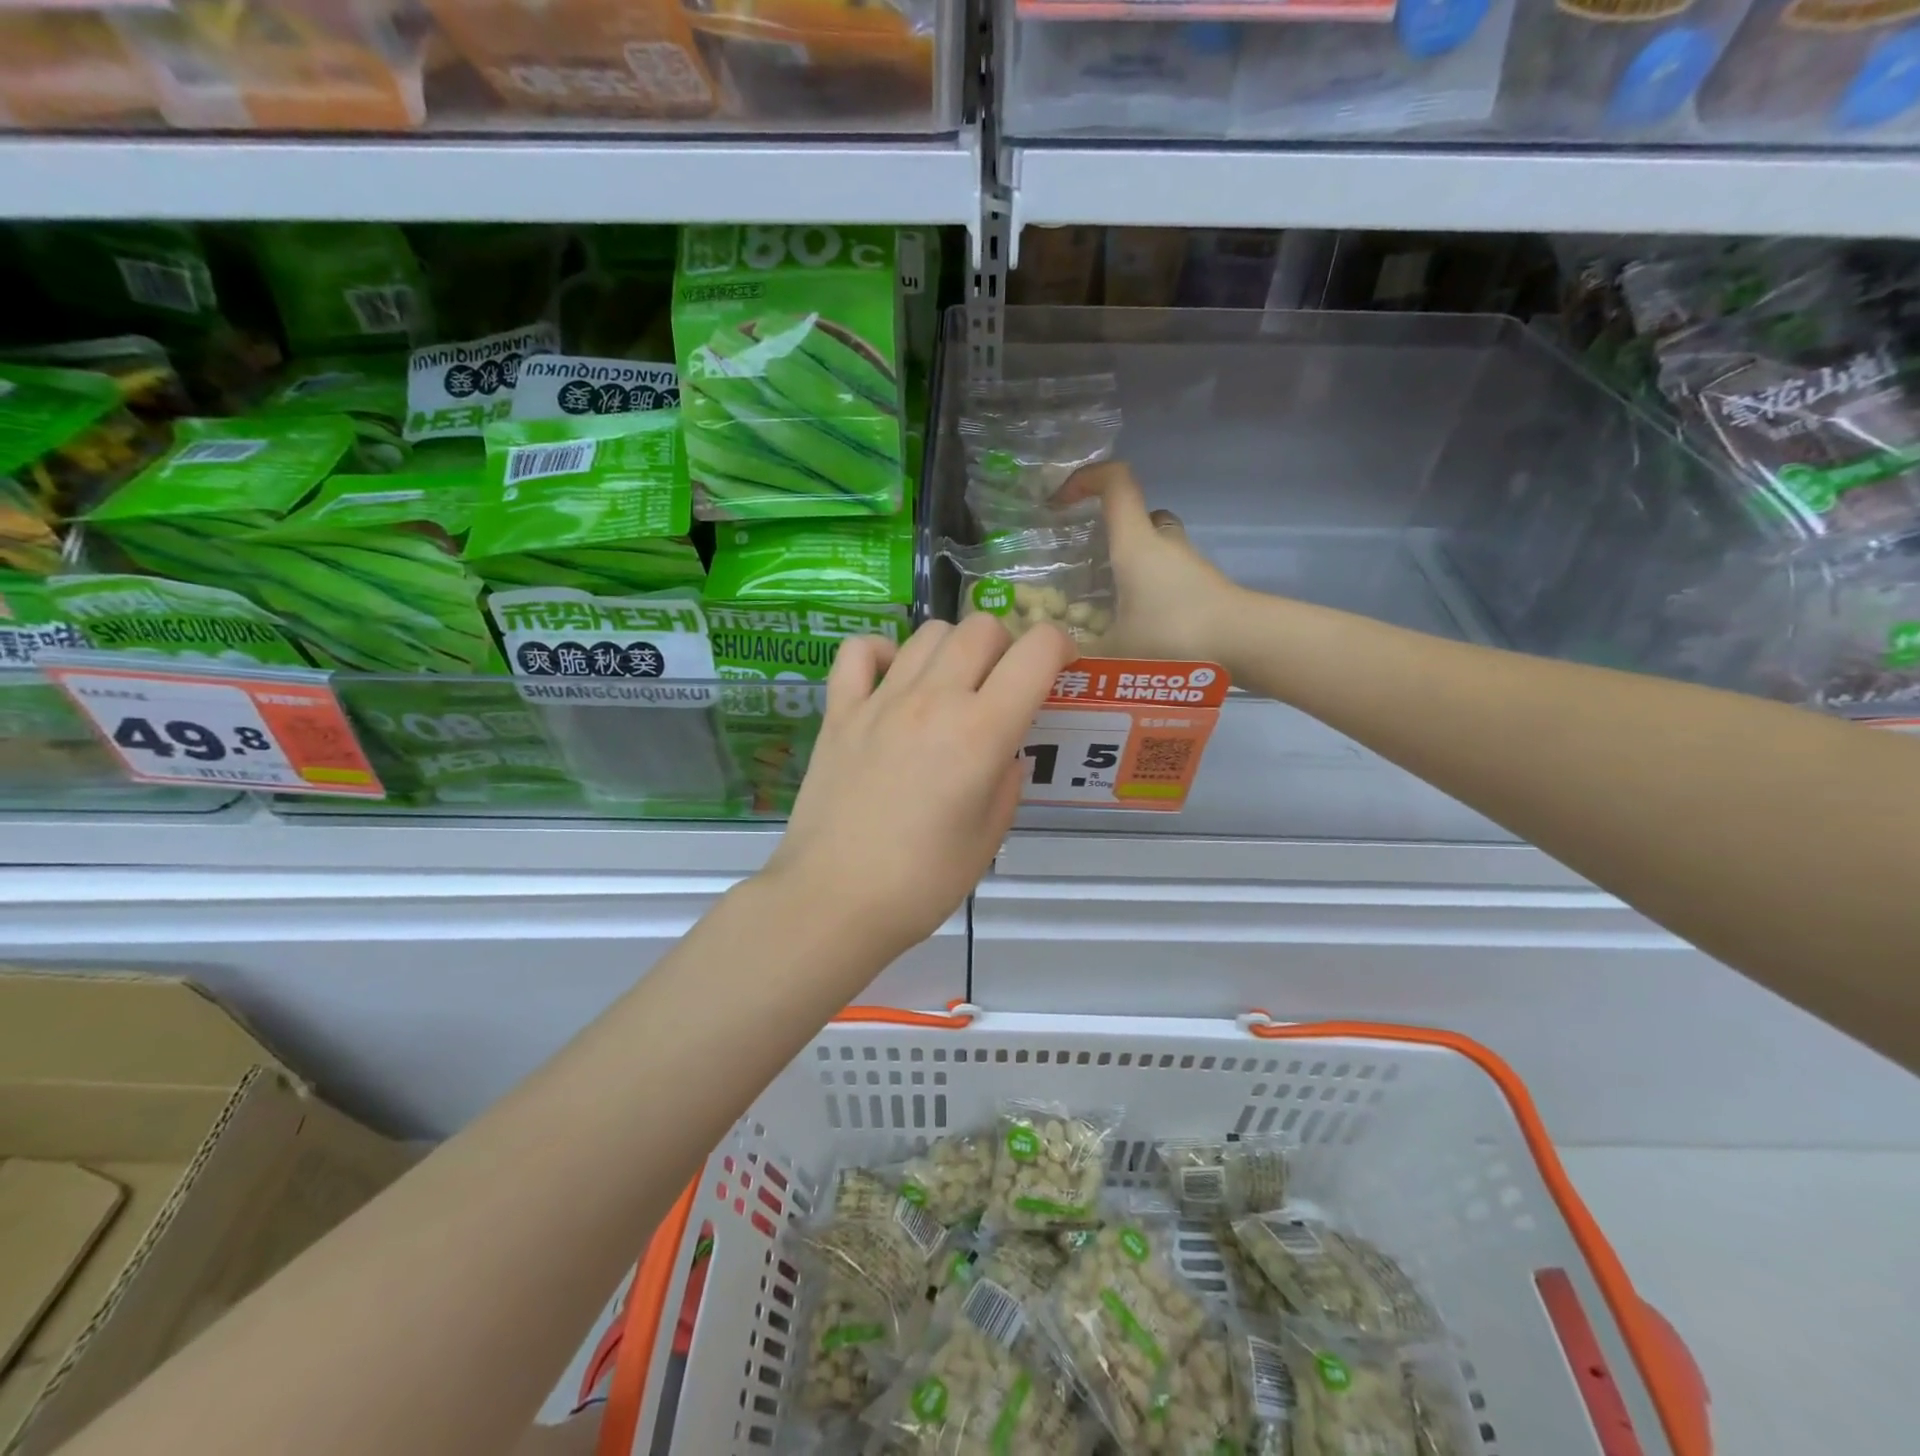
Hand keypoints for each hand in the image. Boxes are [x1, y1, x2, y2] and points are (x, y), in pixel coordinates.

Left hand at [766, 614, 1078, 962]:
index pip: (1036, 652)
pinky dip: (883, 651)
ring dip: (955, 647)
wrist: (834, 900)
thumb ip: (1006, 778)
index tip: (1062, 665)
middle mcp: (933, 699)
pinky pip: (859, 652)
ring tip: (954, 683)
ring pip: (929, 633)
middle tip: (1005, 682)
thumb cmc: (923, 882)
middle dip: (1008, 644)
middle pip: (982, 627)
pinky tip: (892, 677)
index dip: (1061, 646)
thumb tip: (1001, 750)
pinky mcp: (839, 711)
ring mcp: (880, 700)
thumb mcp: (990, 836)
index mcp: (981, 731)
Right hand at [1061, 461, 1244, 663]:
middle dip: (1107, 531)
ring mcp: (1186, 562)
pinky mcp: (1202, 585)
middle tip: (1083, 562)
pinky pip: (1166, 574)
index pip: (1115, 482)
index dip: (1086, 478)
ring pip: (1152, 546)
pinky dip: (1148, 588)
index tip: (1060, 501)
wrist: (1243, 644)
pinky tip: (1134, 624)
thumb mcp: (1114, 652)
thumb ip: (1080, 654)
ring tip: (1104, 601)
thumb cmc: (1173, 634)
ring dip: (1129, 564)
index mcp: (1135, 542)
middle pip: (1135, 516)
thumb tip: (1055, 657)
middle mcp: (1162, 542)